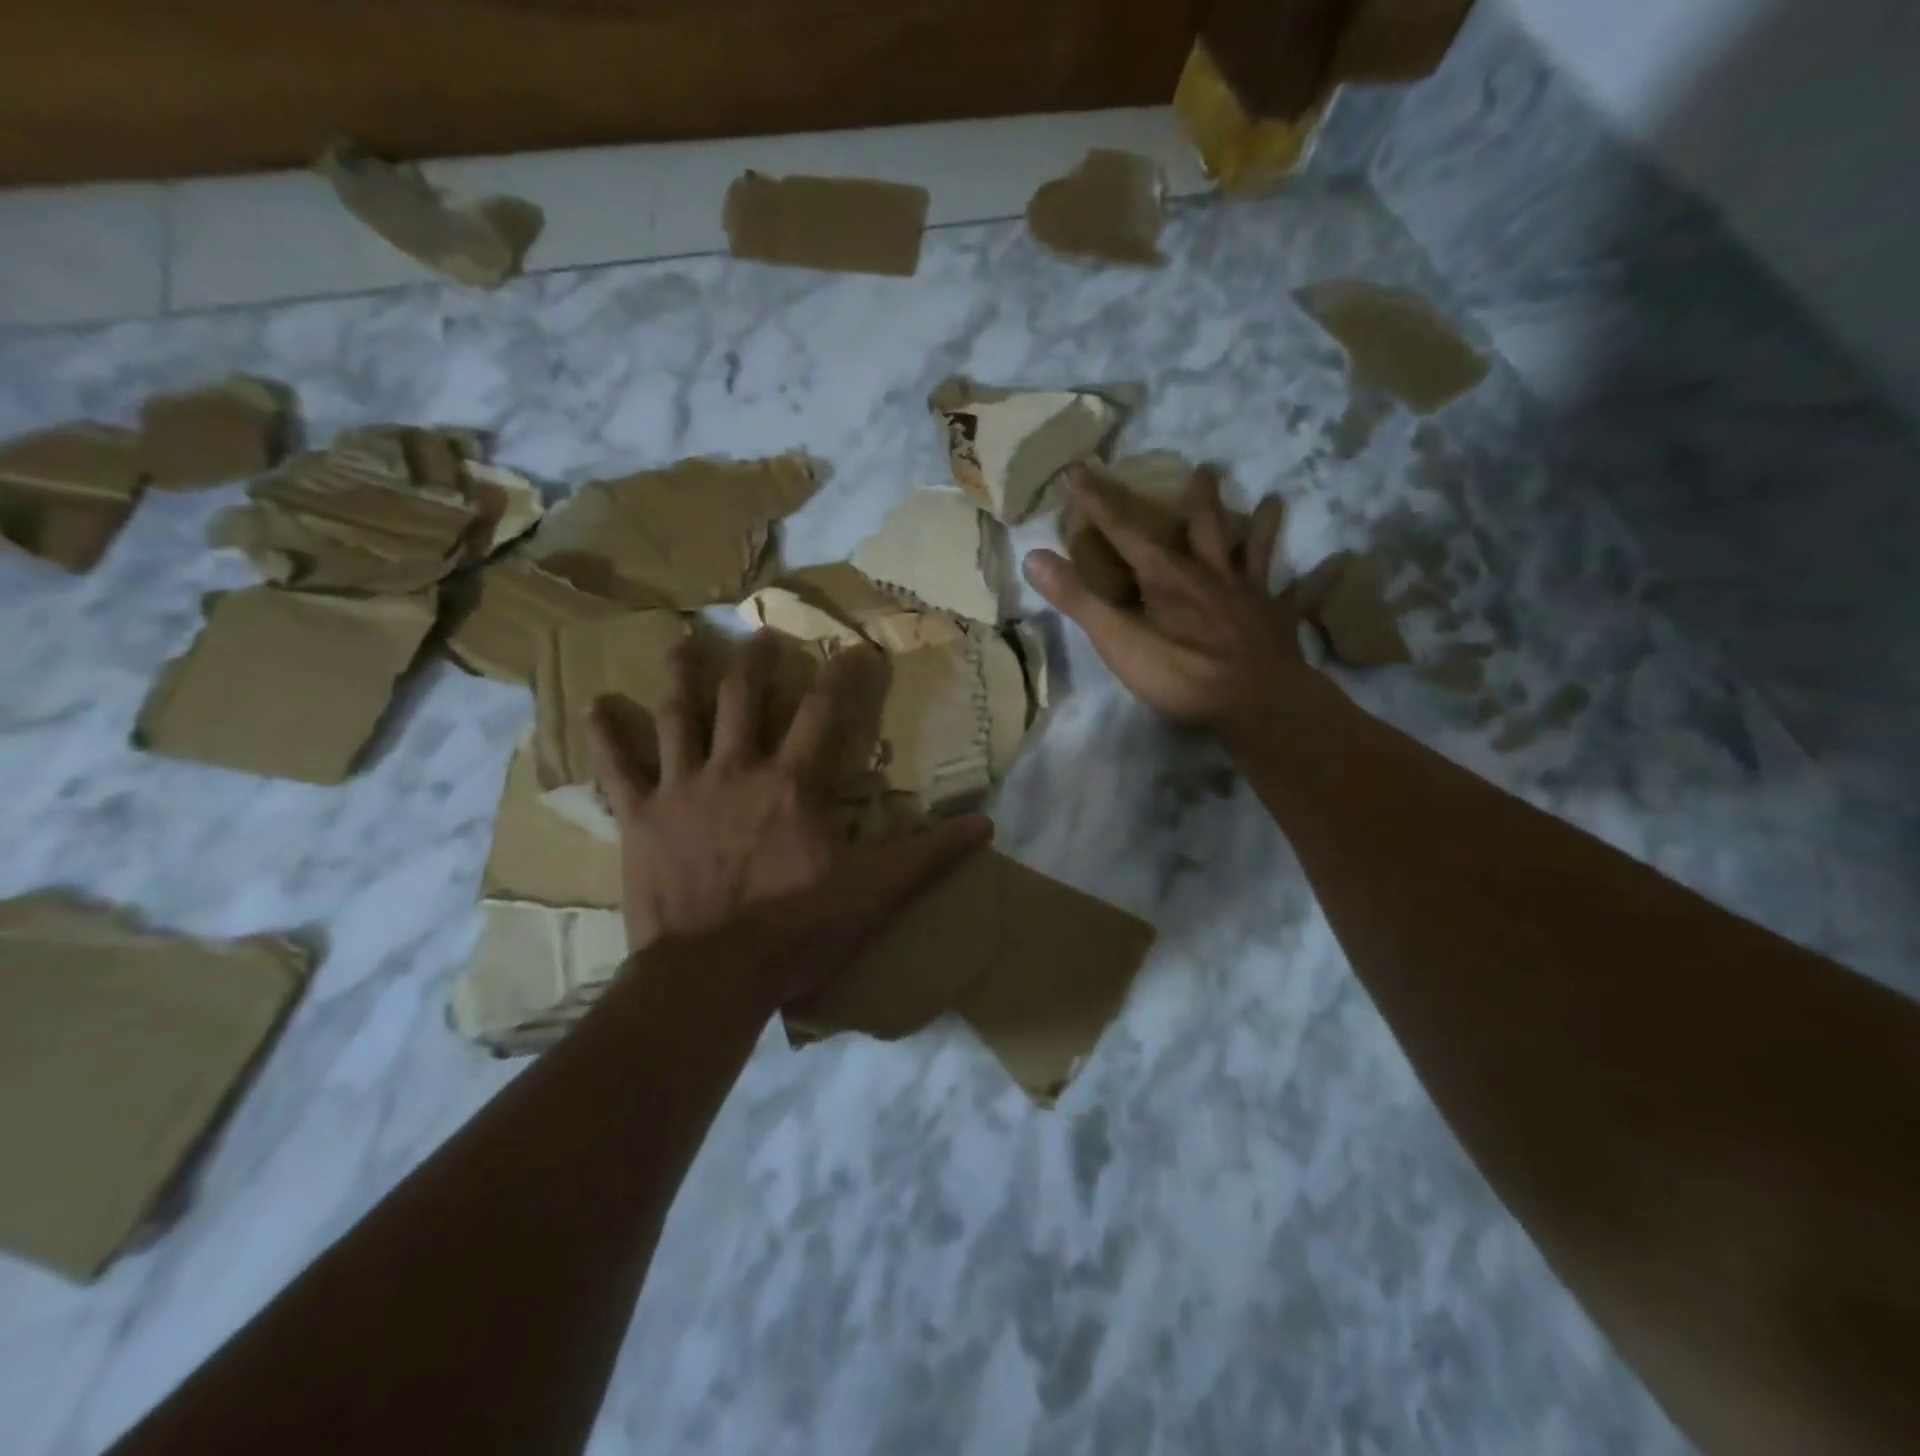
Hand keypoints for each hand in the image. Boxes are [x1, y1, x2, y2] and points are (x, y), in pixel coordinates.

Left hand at [585, 631, 990, 1005]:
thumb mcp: (875, 892)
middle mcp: (736, 769)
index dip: (842, 676)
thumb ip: (928, 855)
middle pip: (743, 698)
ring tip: (681, 639)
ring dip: (681, 674)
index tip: (855, 647)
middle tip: (759, 634)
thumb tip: (985, 825)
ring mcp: (683, 789)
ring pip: (679, 715)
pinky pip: (618, 768)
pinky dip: (606, 736)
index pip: (824, 713)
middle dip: (755, 662)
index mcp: (792, 783)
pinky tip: (593, 705)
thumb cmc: (797, 929)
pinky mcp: (640, 818)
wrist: (714, 976)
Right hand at [1023, 466, 1303, 727]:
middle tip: (1205, 468)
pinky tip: (1343, 563)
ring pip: (1255, 551)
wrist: (1255, 705)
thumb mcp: (1118, 640)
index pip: (1125, 531)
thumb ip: (1078, 599)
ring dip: (1262, 525)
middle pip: (1202, 528)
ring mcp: (1250, 596)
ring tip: (1274, 498)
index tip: (1080, 470)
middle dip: (1197, 499)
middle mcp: (1210, 574)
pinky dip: (1321, 580)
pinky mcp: (1279, 622)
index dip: (1099, 501)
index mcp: (1167, 577)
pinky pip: (1303, 596)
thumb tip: (1033, 555)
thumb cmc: (1182, 674)